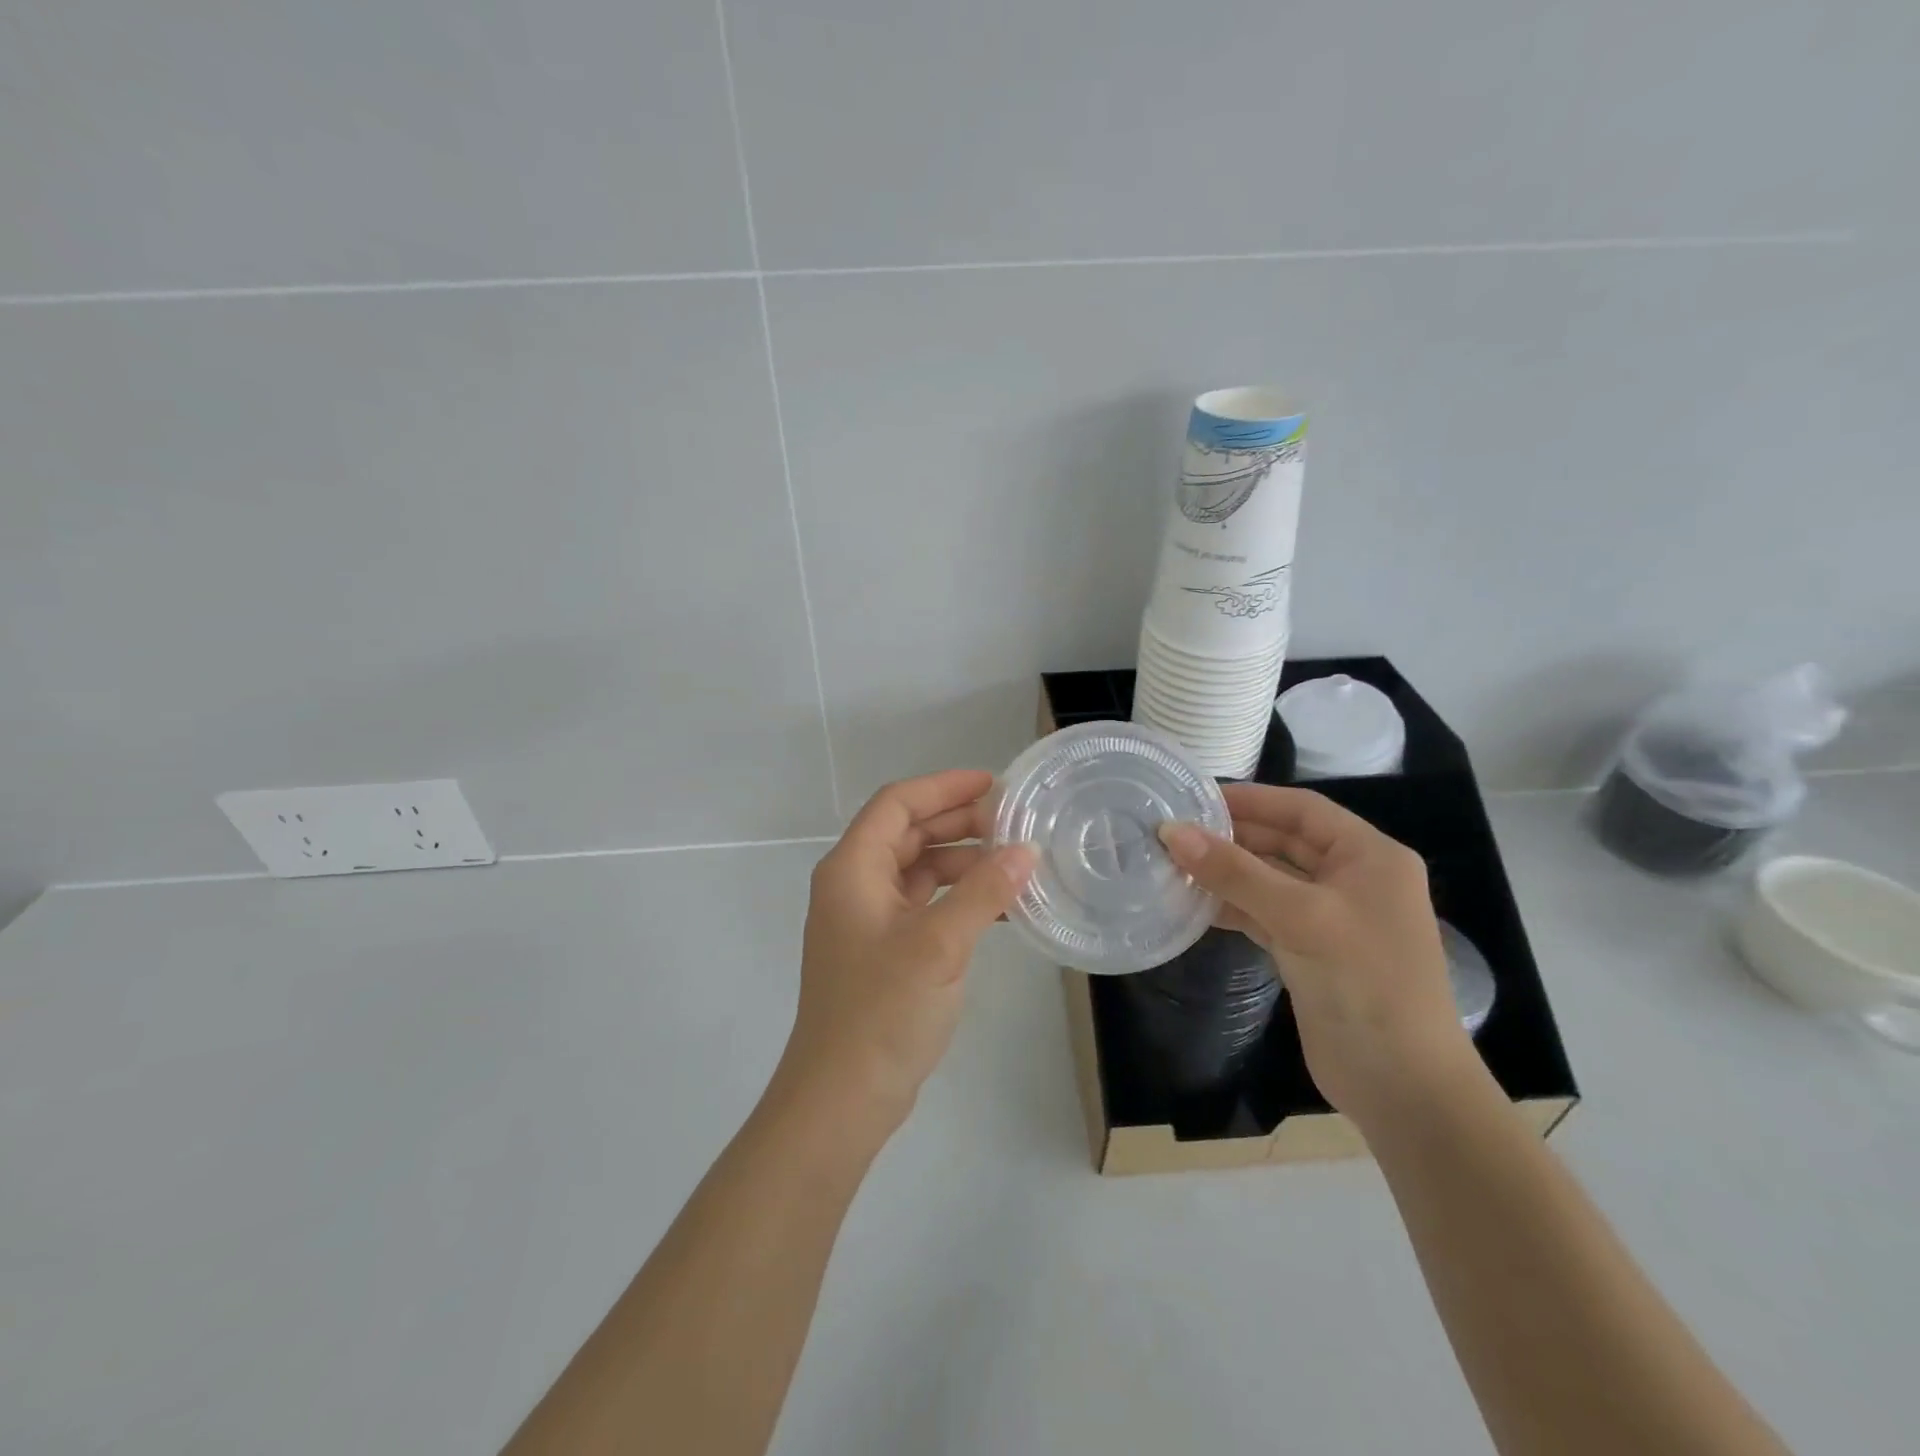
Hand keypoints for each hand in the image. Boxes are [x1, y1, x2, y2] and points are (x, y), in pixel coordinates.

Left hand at [777, 770, 1036, 1135]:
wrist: (843, 1097)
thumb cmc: (882, 1010)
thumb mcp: (938, 944)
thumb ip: (982, 892)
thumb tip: (1025, 850)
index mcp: (852, 869)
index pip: (897, 804)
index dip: (943, 787)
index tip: (993, 785)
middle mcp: (854, 885)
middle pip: (907, 833)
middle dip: (957, 821)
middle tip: (1012, 820)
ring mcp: (867, 920)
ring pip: (917, 870)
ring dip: (962, 861)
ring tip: (1014, 861)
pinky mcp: (884, 951)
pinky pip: (923, 905)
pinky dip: (956, 897)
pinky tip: (997, 905)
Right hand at [1157, 783, 1475, 1129]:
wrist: (1403, 1086)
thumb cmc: (1365, 984)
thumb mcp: (1301, 917)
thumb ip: (1235, 872)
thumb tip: (1172, 831)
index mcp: (1369, 857)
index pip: (1302, 810)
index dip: (1251, 799)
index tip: (1195, 797)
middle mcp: (1352, 880)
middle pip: (1283, 843)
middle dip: (1232, 837)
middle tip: (1175, 832)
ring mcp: (1331, 918)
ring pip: (1269, 880)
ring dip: (1227, 873)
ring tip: (1173, 864)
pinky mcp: (1310, 951)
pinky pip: (1264, 914)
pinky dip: (1232, 907)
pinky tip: (1193, 905)